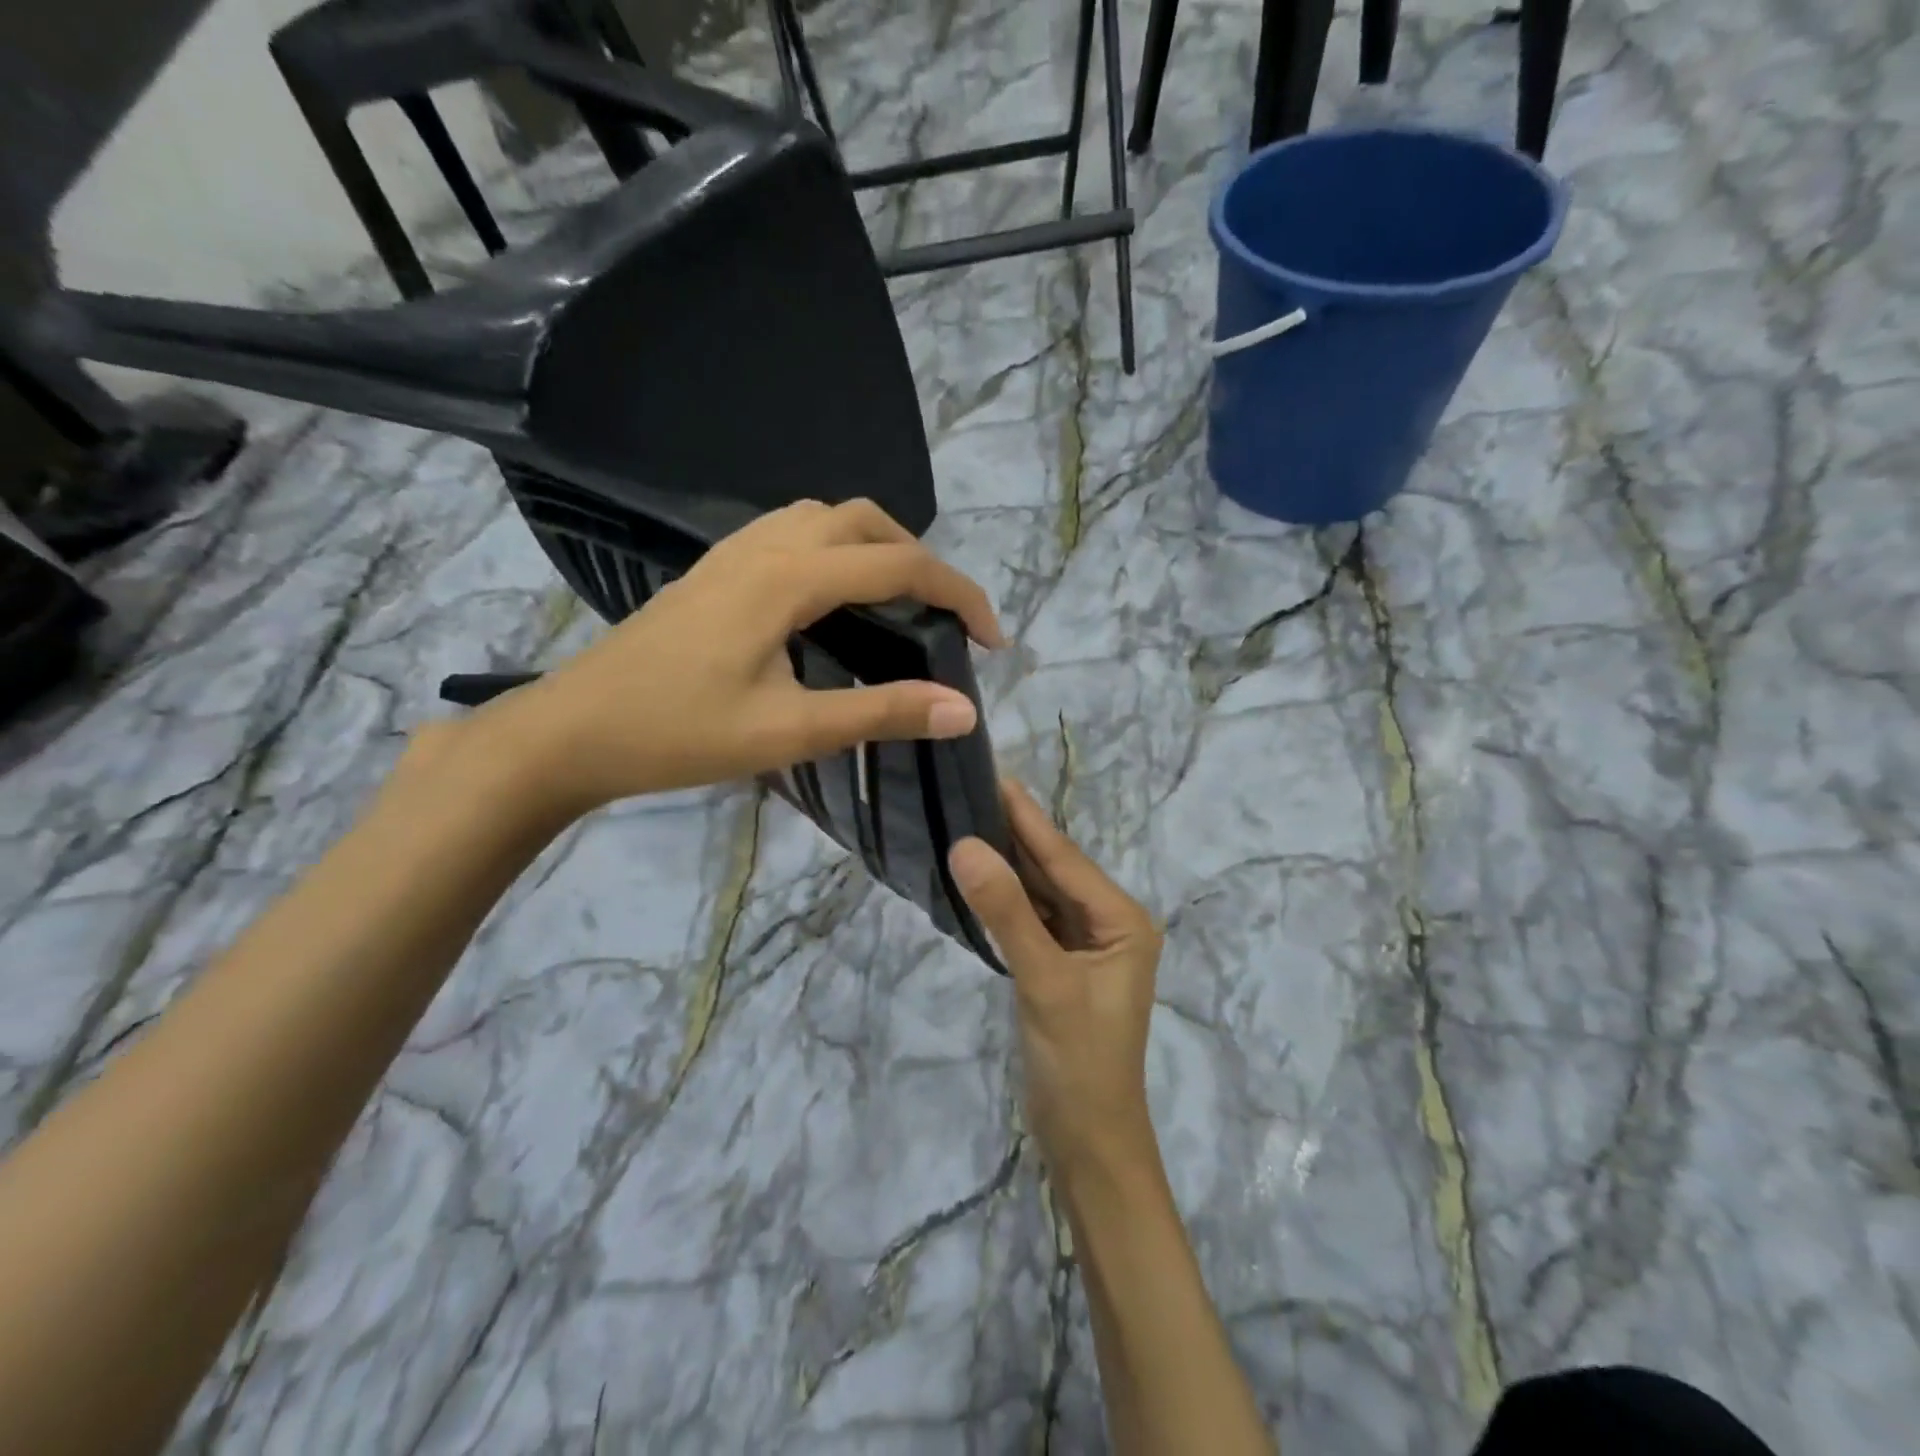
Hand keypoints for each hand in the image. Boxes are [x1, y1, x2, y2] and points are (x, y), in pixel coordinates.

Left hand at [465, 499, 1004, 816]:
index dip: (958, 595)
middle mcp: (766, 546)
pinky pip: (794, 532)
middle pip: (866, 522)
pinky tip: (834, 600)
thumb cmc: (680, 734)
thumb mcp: (790, 731)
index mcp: (788, 579)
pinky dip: (837, 549)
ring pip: (827, 518)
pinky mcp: (716, 569)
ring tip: (898, 604)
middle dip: (921, 561)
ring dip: (878, 547)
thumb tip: (964, 710)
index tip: (992, 641)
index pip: (899, 565)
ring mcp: (734, 552)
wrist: (575, 730)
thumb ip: (880, 714)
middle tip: (943, 620)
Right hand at [950, 783, 1163, 1178]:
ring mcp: (1084, 946)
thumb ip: (1006, 912)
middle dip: (1014, 833)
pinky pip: (1032, 918)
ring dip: (1007, 863)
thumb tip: (966, 845)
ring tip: (965, 819)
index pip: (1065, 858)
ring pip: (1040, 893)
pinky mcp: (1060, 966)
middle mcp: (1109, 923)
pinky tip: (978, 876)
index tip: (993, 774)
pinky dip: (1005, 899)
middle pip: (1054, 870)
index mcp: (1123, 919)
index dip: (1026, 818)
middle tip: (968, 789)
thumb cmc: (1080, 1062)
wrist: (1087, 1142)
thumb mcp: (1044, 981)